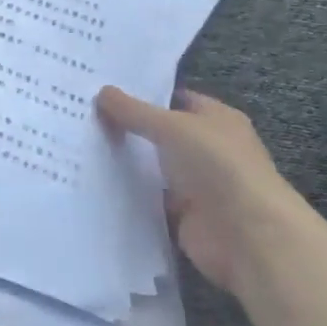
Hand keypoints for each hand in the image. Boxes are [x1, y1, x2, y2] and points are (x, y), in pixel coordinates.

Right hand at [96, 85, 309, 292]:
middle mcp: (208, 149)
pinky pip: (149, 198)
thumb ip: (134, 110)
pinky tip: (95, 183)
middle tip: (83, 118)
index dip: (143, 96)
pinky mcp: (183, 215)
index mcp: (217, 119)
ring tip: (80, 148)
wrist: (246, 234)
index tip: (103, 94)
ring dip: (126, 163)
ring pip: (153, 167)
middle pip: (161, 134)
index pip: (175, 100)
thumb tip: (102, 91)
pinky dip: (129, 194)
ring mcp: (197, 184)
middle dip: (128, 129)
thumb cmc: (216, 165)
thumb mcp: (171, 127)